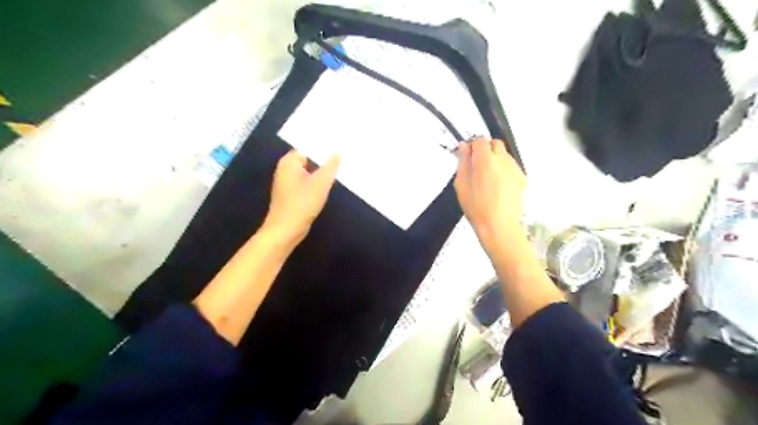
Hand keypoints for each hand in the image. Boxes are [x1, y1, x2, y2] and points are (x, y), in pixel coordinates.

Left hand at [265, 150, 340, 245]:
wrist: (286, 230)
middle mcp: (285, 169)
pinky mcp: (291, 195)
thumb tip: (338, 152)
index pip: (308, 147)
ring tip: (339, 170)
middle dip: (324, 160)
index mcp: (289, 162)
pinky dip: (316, 184)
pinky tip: (328, 186)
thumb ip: (331, 166)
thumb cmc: (302, 203)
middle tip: (343, 157)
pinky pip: (306, 183)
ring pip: (309, 172)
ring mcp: (287, 183)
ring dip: (321, 173)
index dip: (323, 147)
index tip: (339, 147)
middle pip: (308, 160)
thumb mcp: (321, 183)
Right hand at [451, 136, 524, 248]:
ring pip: (504, 155)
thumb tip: (464, 147)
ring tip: (488, 178)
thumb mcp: (461, 185)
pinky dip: (504, 170)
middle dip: (486, 150)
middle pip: (495, 143)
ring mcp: (515, 168)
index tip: (468, 158)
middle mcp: (503, 160)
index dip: (472, 147)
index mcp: (485, 160)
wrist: (499, 226)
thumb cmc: (475, 207)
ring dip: (496, 159)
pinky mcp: (522, 178)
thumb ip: (463, 163)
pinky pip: (511, 166)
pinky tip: (498, 186)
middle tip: (477, 166)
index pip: (480, 140)